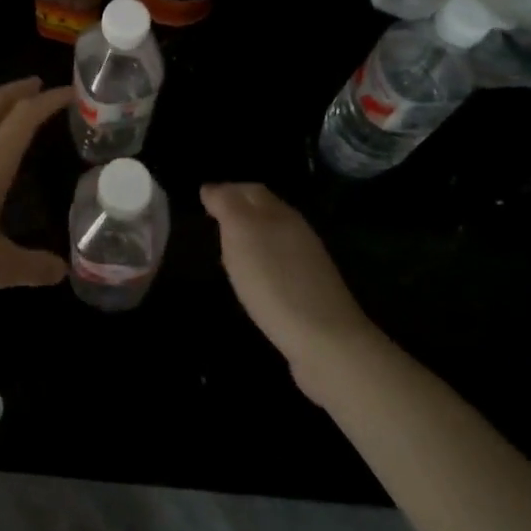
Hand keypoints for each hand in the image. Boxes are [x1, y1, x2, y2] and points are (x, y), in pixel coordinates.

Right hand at [202, 183, 375, 404]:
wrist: (327, 342)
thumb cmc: (274, 281)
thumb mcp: (241, 233)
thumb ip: (226, 205)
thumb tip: (212, 188)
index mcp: (279, 212)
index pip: (249, 189)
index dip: (227, 191)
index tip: (204, 200)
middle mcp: (296, 230)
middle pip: (264, 211)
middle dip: (240, 209)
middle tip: (214, 220)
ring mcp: (307, 263)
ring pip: (273, 237)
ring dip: (251, 237)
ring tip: (228, 249)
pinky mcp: (311, 293)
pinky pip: (280, 266)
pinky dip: (262, 263)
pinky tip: (253, 280)